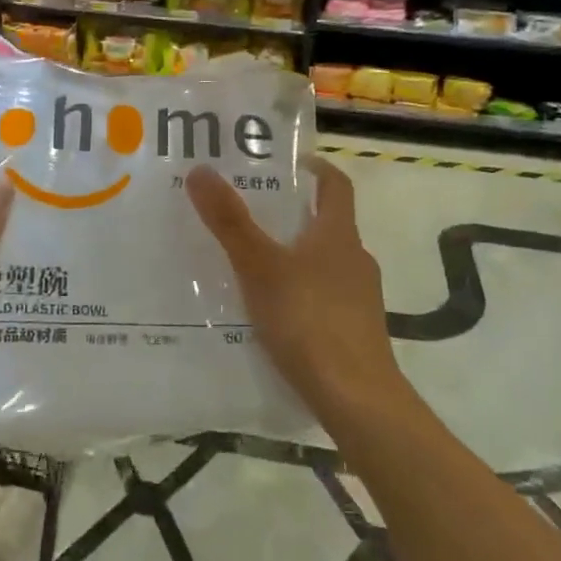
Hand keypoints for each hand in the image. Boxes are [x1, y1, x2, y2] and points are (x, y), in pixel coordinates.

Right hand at [188, 156, 407, 427]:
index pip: (336, 185)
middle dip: (294, 215)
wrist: (356, 397)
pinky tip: (273, 312)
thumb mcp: (260, 267)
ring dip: (296, 256)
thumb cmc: (308, 319)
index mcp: (339, 235)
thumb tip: (200, 169)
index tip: (291, 163)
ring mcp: (360, 298)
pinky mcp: (356, 331)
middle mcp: (355, 260)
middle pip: (328, 224)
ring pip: (326, 263)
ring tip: (254, 263)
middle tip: (252, 212)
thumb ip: (230, 221)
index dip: (317, 169)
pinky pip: (325, 298)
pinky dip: (301, 293)